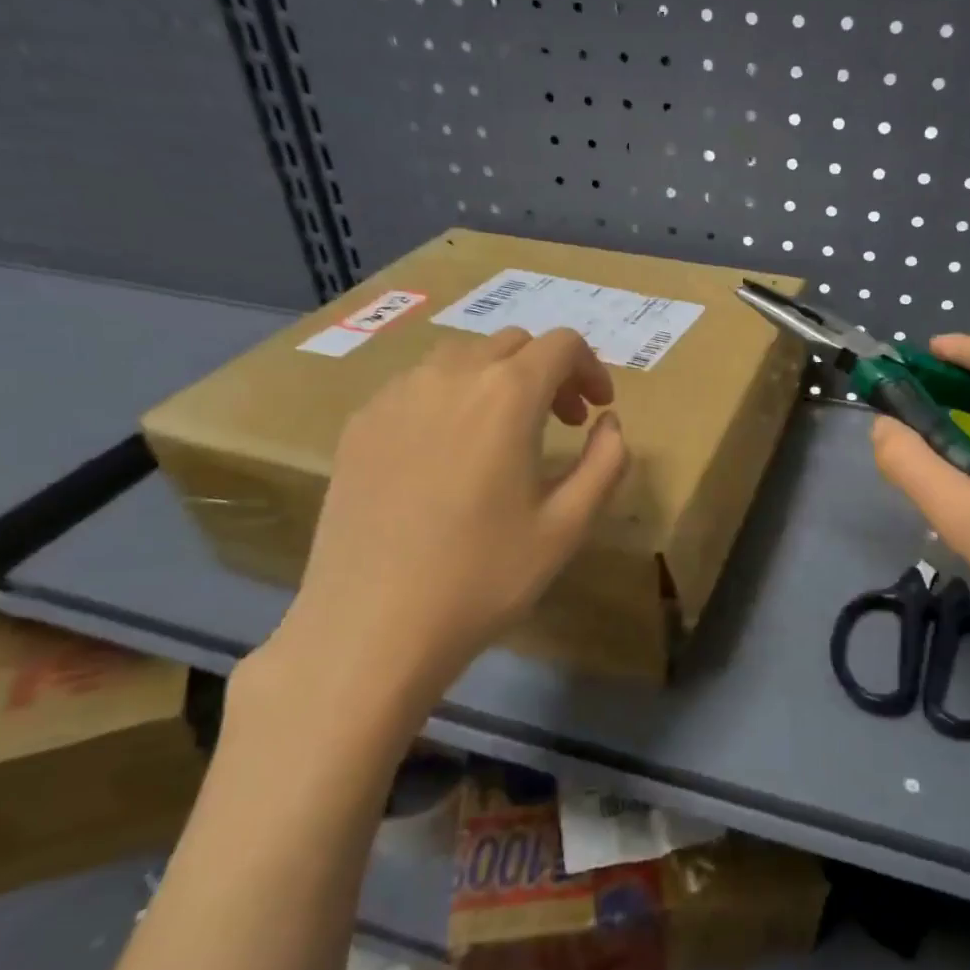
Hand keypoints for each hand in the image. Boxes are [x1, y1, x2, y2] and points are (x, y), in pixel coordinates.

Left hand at [240, 327, 628, 748]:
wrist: (372, 625)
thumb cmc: (483, 577)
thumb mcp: (568, 526)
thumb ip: (605, 462)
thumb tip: (610, 424)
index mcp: (506, 395)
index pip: (561, 345)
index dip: (591, 369)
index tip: (597, 410)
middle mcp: (448, 376)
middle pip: (511, 344)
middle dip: (547, 373)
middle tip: (561, 423)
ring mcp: (394, 396)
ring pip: (461, 359)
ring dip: (497, 380)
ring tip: (505, 435)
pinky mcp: (360, 424)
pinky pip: (416, 386)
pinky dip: (450, 398)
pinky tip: (449, 453)